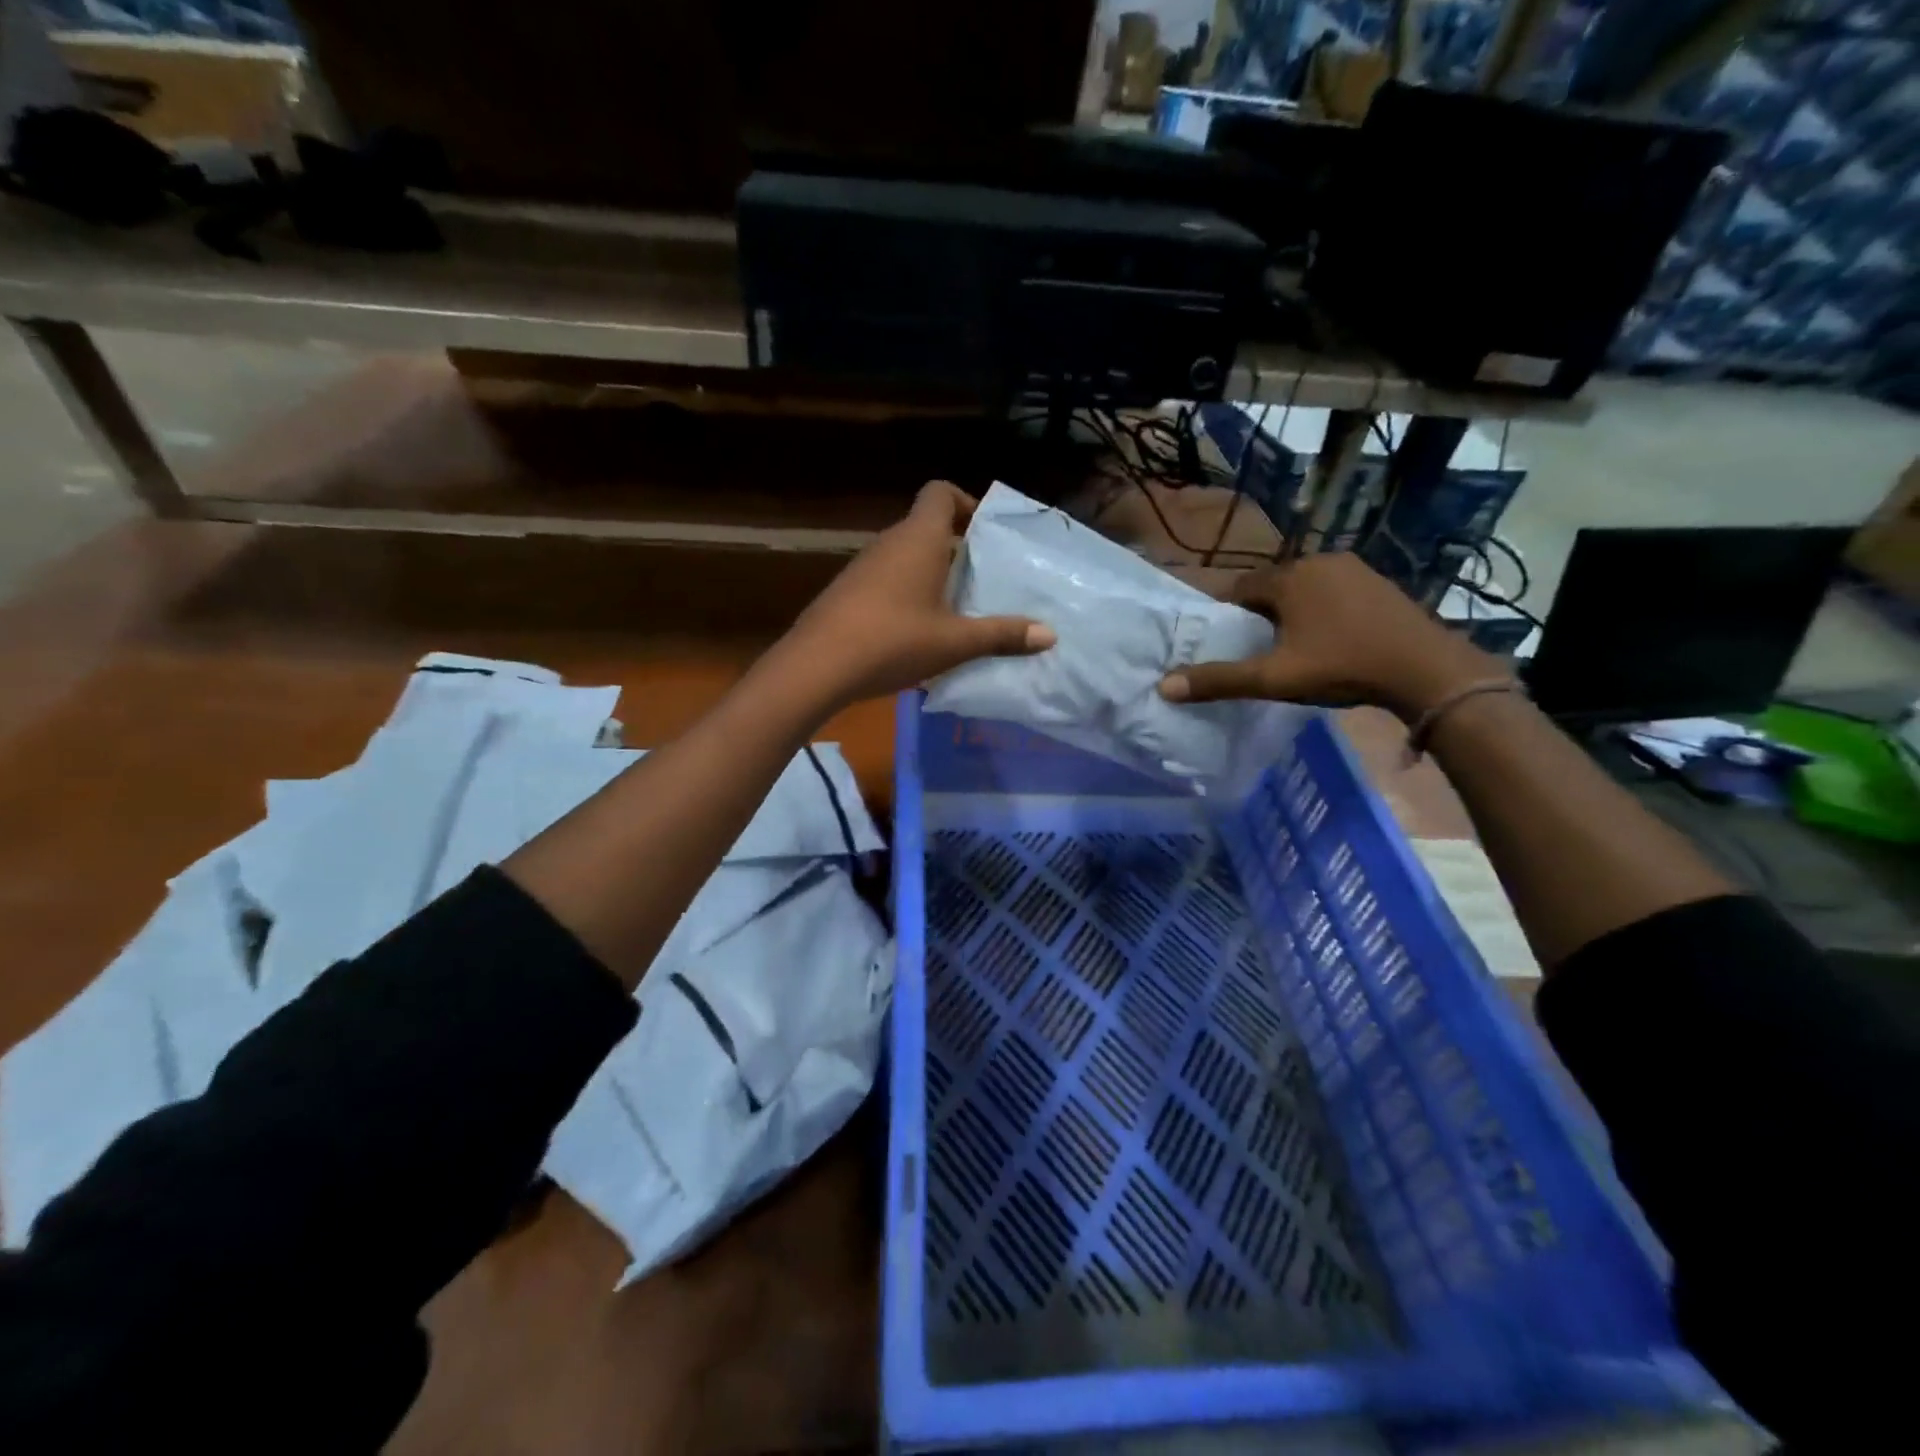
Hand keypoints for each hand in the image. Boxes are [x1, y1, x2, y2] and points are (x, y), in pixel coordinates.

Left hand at [777, 482, 1055, 708]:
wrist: (816, 667)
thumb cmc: (893, 641)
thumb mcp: (954, 642)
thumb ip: (1002, 635)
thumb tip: (1049, 635)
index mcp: (918, 539)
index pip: (940, 492)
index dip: (966, 502)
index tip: (986, 533)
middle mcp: (888, 543)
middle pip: (927, 527)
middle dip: (958, 548)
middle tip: (984, 580)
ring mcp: (862, 567)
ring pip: (906, 556)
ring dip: (932, 574)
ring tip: (957, 610)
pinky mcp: (847, 593)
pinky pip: (887, 580)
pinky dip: (907, 593)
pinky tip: (918, 632)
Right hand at [1157, 552, 1504, 721]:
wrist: (1427, 671)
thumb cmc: (1342, 667)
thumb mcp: (1273, 678)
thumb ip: (1219, 680)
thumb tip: (1164, 686)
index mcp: (1289, 577)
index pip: (1240, 587)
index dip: (1227, 614)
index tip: (1224, 640)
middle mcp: (1320, 561)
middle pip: (1272, 586)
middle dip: (1259, 613)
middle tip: (1255, 648)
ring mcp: (1356, 570)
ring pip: (1305, 589)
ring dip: (1292, 611)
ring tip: (1289, 647)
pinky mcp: (1380, 585)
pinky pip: (1334, 593)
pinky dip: (1322, 611)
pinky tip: (1329, 640)